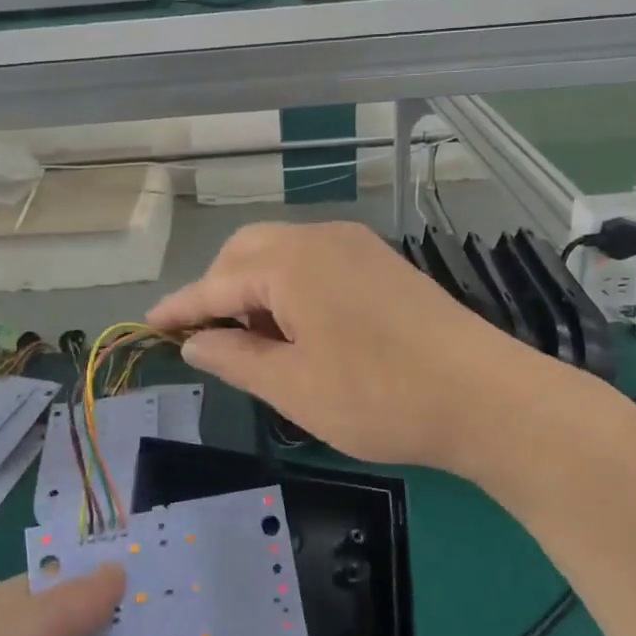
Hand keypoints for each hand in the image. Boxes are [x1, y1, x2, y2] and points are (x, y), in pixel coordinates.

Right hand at [147, 221, 584, 473]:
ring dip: (255, 288)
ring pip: (282, 253)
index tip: (149, 325)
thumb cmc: (379, 397)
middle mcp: (319, 239)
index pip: (216, 283)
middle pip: (247, 252)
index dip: (180, 307)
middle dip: (218, 290)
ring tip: (253, 340)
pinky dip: (290, 287)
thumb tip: (196, 342)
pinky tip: (299, 328)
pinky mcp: (381, 262)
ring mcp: (356, 245)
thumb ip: (235, 358)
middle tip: (208, 339)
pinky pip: (315, 262)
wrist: (486, 396)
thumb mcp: (293, 388)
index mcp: (289, 263)